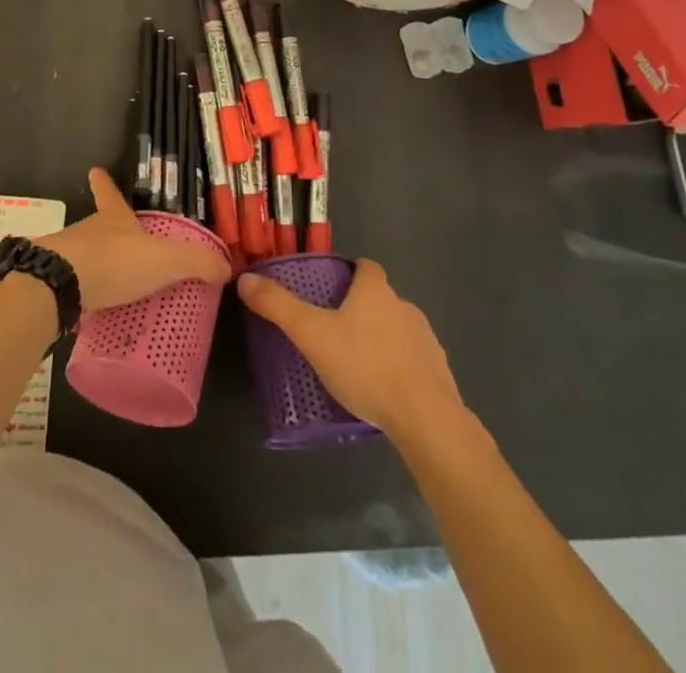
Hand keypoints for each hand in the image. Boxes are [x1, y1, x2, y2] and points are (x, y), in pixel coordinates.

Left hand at [38, 169, 231, 312]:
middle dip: (109, 232)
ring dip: (96, 265)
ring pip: (84, 255)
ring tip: (113, 284)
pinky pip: (73, 286)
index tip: (96, 169)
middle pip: (98, 225)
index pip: (109, 193)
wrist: (60, 285)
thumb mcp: (166, 260)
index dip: (105, 182)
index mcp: (114, 218)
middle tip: (124, 245)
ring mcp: (68, 255)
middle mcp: (88, 231)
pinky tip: (92, 310)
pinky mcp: (54, 283)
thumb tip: (227, 267)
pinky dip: (83, 293)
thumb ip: (197, 263)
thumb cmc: (115, 261)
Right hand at [237, 259, 464, 443]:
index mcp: (375, 291)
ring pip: (397, 329)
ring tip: (355, 365)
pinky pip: (413, 361)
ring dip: (380, 340)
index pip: (365, 266)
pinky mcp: (439, 373)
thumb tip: (246, 279)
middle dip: (360, 310)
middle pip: (380, 298)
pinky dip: (398, 368)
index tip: (330, 288)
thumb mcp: (312, 335)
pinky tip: (382, 391)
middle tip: (333, 331)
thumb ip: (278, 306)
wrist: (426, 419)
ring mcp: (426, 340)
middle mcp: (404, 307)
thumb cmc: (365, 366)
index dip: (349, 272)